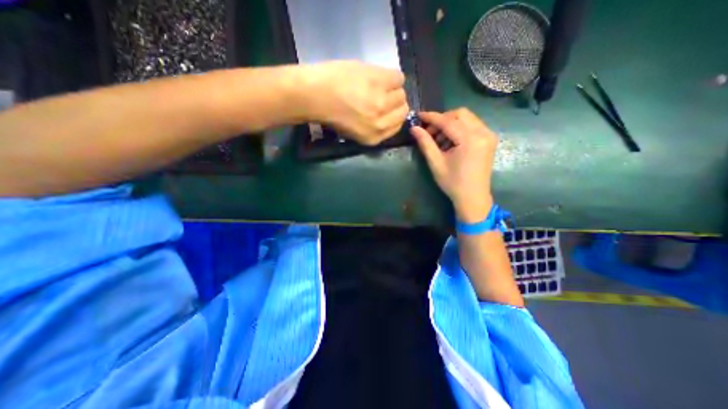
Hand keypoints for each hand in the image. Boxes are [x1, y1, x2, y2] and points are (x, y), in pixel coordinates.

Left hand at [302, 59, 407, 143]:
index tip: (388, 109)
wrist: (313, 95)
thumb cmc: (329, 114)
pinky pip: (399, 77)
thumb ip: (373, 128)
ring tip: (377, 86)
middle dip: (395, 103)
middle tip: (382, 96)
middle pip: (403, 110)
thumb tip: (387, 115)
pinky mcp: (379, 80)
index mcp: (373, 138)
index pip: (398, 126)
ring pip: (401, 94)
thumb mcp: (354, 132)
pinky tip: (378, 77)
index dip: (394, 116)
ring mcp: (381, 102)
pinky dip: (391, 77)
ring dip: (392, 89)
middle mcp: (380, 123)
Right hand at [411, 109, 498, 222]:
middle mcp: (483, 132)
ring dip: (450, 124)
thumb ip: (425, 143)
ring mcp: (489, 135)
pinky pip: (473, 125)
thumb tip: (414, 128)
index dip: (431, 117)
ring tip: (439, 139)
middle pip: (460, 114)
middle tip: (429, 132)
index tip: (418, 116)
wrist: (473, 197)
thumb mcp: (436, 163)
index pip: (448, 121)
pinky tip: (450, 141)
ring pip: (467, 118)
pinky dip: (459, 128)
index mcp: (470, 140)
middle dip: (442, 119)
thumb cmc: (453, 183)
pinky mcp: (489, 139)